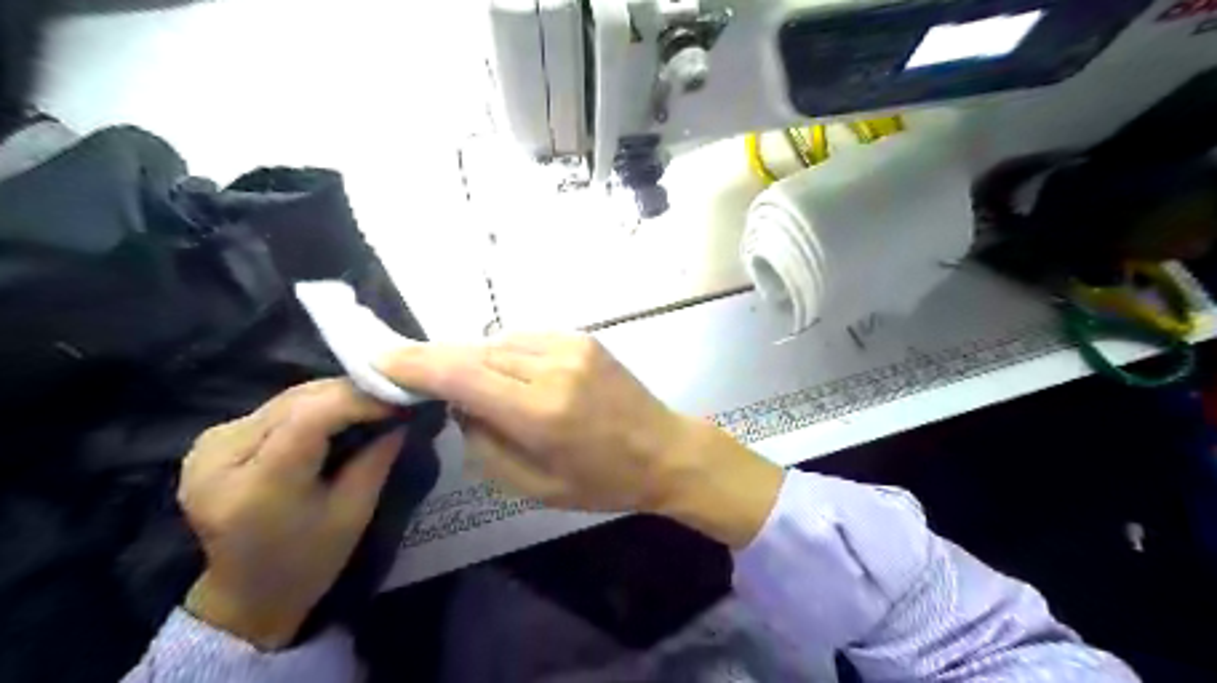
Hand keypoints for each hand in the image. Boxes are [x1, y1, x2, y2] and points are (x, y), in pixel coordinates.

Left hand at [178, 379, 403, 650]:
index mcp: (258, 486)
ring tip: (372, 403)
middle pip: (297, 402)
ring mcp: (209, 446)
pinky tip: (338, 414)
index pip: (311, 417)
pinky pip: (274, 409)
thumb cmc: (308, 562)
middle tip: (393, 398)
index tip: (400, 400)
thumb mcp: (355, 512)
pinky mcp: (211, 441)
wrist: (246, 593)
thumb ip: (377, 457)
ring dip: (334, 396)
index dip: (359, 400)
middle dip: (351, 393)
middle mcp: (221, 457)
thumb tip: (404, 415)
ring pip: (287, 399)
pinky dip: (312, 405)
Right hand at [376, 332, 783, 545]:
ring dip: (477, 361)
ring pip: (498, 343)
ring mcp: (571, 345)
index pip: (461, 374)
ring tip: (480, 388)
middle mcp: (552, 367)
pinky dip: (506, 356)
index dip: (414, 363)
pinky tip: (514, 378)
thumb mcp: (531, 484)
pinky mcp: (582, 337)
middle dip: (441, 363)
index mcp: (540, 412)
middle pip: (475, 353)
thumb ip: (483, 442)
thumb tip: (459, 405)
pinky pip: (525, 340)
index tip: (379, 358)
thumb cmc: (601, 481)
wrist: (664, 450)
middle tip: (418, 378)